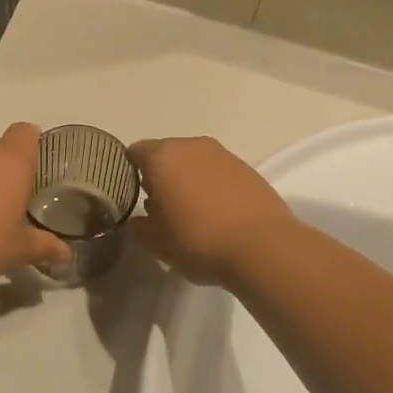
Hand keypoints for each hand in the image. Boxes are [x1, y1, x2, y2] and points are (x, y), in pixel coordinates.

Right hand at [127, 137, 298, 285]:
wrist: (264, 247)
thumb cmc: (198, 240)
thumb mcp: (156, 243)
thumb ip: (136, 228)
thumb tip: (133, 221)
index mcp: (162, 157)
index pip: (135, 152)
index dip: (129, 171)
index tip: (129, 193)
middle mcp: (190, 145)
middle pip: (165, 154)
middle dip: (159, 175)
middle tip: (158, 207)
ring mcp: (222, 154)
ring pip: (193, 161)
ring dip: (187, 179)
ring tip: (189, 212)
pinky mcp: (246, 168)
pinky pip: (217, 171)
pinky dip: (211, 185)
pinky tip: (216, 212)